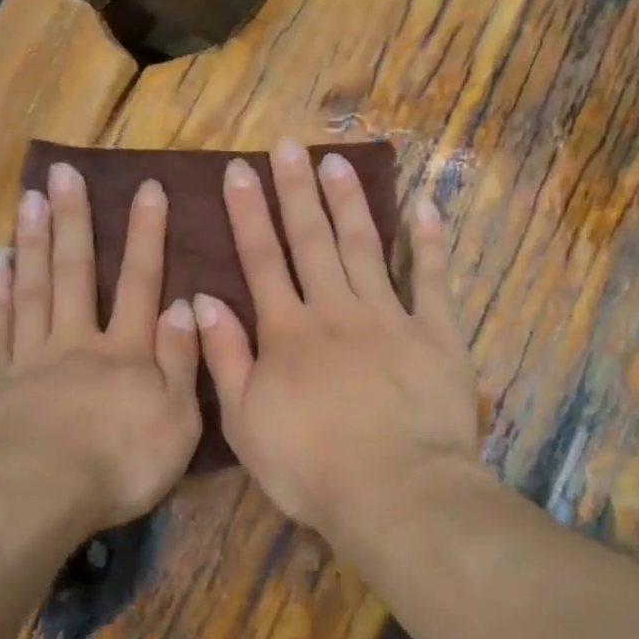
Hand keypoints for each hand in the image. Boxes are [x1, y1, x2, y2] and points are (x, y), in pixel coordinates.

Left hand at [0, 161, 201, 545]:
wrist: (36, 497)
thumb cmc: (118, 465)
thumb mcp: (176, 420)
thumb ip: (180, 360)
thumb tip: (182, 304)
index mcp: (125, 352)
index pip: (141, 283)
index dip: (147, 235)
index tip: (148, 188)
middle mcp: (77, 342)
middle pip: (76, 272)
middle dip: (75, 220)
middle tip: (64, 172)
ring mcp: (30, 358)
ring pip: (34, 289)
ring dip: (35, 242)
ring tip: (30, 199)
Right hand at [192, 139, 482, 542]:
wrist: (393, 492)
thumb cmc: (309, 466)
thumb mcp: (245, 420)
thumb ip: (225, 356)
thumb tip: (202, 300)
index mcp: (287, 331)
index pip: (262, 260)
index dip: (249, 213)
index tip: (239, 170)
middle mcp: (334, 310)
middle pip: (312, 240)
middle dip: (296, 190)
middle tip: (288, 146)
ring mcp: (388, 317)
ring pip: (364, 246)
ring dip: (349, 202)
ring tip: (336, 161)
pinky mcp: (435, 334)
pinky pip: (431, 279)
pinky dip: (428, 242)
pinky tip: (424, 205)